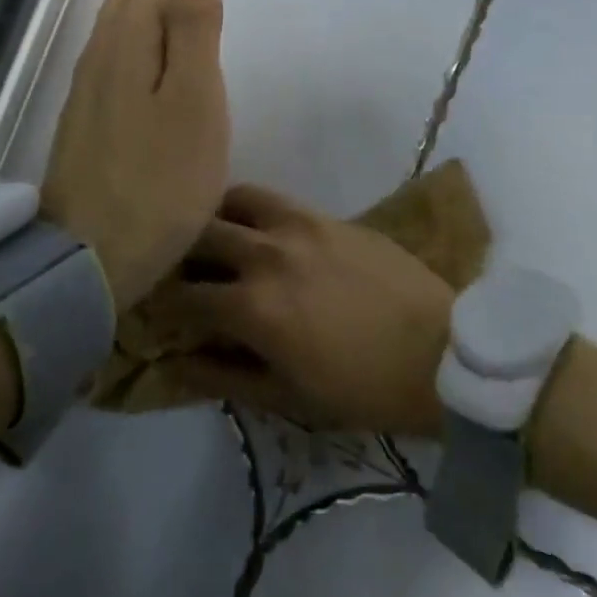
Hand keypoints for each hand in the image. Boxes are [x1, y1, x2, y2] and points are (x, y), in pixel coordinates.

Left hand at [41, 0, 228, 310]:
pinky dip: (126, 36)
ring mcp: (86, 98)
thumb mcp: (192, 104)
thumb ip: (193, 36)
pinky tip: (132, 52)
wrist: (90, 258)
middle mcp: (98, 64)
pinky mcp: (85, 129)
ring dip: (133, 0)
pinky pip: (109, 59)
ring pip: (111, 30)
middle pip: (122, 3)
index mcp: (125, 49)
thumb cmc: (158, 181)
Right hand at [147, 183, 456, 436]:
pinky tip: (258, 230)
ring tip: (215, 236)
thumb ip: (225, 376)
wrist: (441, 352)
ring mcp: (301, 225)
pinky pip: (276, 200)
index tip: (155, 308)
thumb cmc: (362, 388)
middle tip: (178, 267)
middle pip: (202, 235)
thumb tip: (176, 361)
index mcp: (254, 307)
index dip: (161, 304)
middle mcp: (268, 253)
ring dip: (216, 216)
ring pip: (237, 199)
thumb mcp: (289, 397)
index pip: (184, 296)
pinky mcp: (328, 215)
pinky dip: (253, 210)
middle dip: (179, 251)